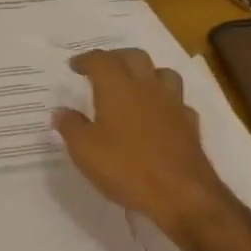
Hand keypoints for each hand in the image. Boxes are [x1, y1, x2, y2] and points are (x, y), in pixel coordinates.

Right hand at [51, 49, 238, 247]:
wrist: (181, 193)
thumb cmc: (127, 168)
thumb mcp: (85, 151)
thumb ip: (71, 126)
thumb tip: (61, 111)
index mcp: (118, 87)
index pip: (100, 60)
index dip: (86, 59)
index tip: (74, 66)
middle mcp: (147, 87)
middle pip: (134, 56)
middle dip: (116, 57)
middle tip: (103, 69)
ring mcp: (172, 103)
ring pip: (162, 73)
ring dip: (146, 73)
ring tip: (135, 85)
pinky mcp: (190, 123)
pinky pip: (177, 101)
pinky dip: (165, 102)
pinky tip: (159, 114)